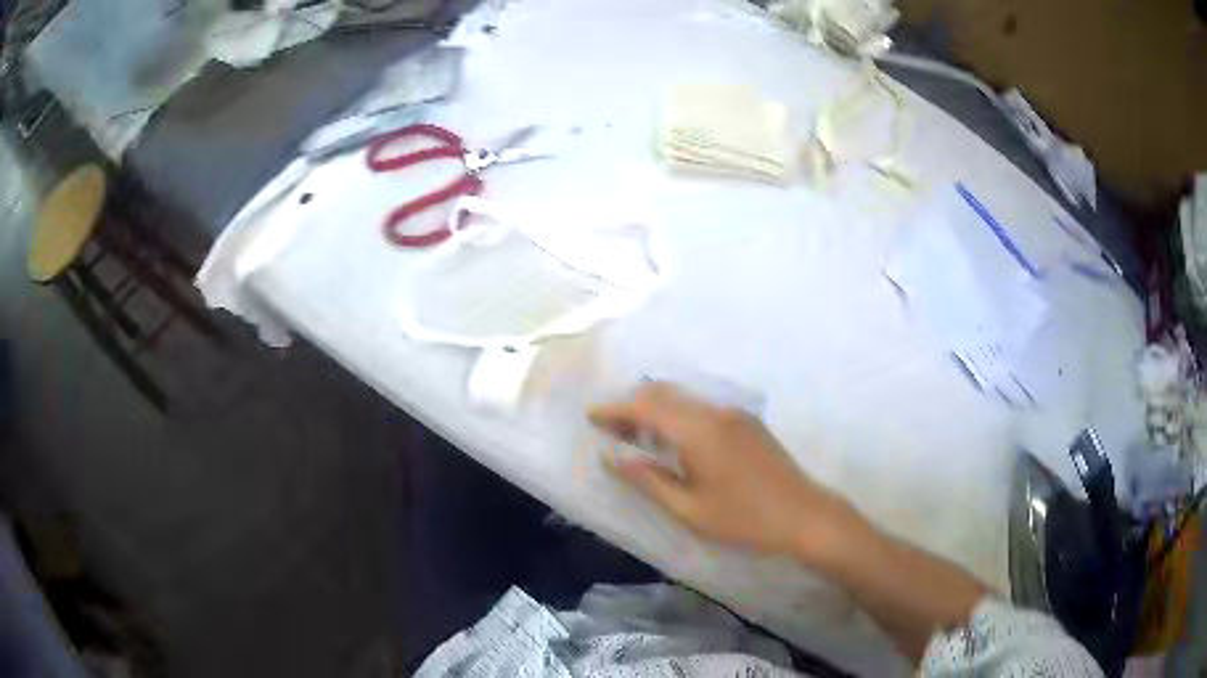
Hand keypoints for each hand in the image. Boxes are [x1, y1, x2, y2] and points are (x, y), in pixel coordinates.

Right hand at [589, 383, 863, 564]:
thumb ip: (647, 479)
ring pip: (684, 397)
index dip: (616, 408)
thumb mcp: (689, 508)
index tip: (592, 416)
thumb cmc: (744, 519)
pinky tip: (672, 437)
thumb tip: (611, 457)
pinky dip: (678, 413)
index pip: (647, 406)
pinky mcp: (748, 421)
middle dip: (632, 404)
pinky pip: (702, 406)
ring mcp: (735, 413)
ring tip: (635, 432)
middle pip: (664, 393)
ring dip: (655, 407)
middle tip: (609, 427)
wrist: (804, 515)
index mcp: (699, 430)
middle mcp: (716, 411)